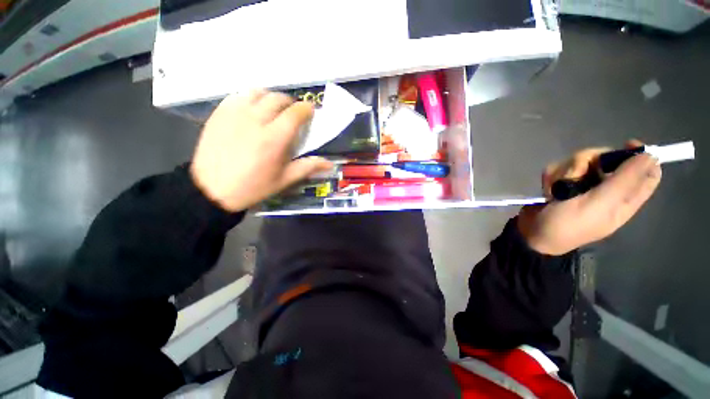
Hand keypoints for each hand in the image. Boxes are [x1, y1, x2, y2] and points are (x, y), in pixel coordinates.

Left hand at [190, 90, 332, 211]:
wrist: (212, 189)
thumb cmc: (253, 187)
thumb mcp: (284, 180)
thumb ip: (308, 167)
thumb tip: (329, 164)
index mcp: (275, 138)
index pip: (296, 113)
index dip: (306, 109)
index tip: (310, 112)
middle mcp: (256, 119)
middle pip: (278, 99)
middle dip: (290, 103)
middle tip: (292, 114)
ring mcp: (235, 113)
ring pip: (258, 92)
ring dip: (270, 98)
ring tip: (272, 110)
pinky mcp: (219, 113)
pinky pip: (238, 95)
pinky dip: (250, 98)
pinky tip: (252, 110)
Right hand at [517, 140, 661, 254]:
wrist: (532, 233)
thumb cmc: (568, 224)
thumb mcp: (599, 205)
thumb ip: (625, 181)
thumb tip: (649, 156)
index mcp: (623, 198)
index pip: (646, 172)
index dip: (640, 156)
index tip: (626, 145)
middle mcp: (605, 188)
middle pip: (608, 159)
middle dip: (590, 162)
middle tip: (576, 174)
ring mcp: (581, 185)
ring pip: (580, 161)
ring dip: (565, 172)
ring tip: (556, 189)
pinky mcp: (561, 183)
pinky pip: (559, 168)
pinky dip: (552, 176)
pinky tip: (548, 189)